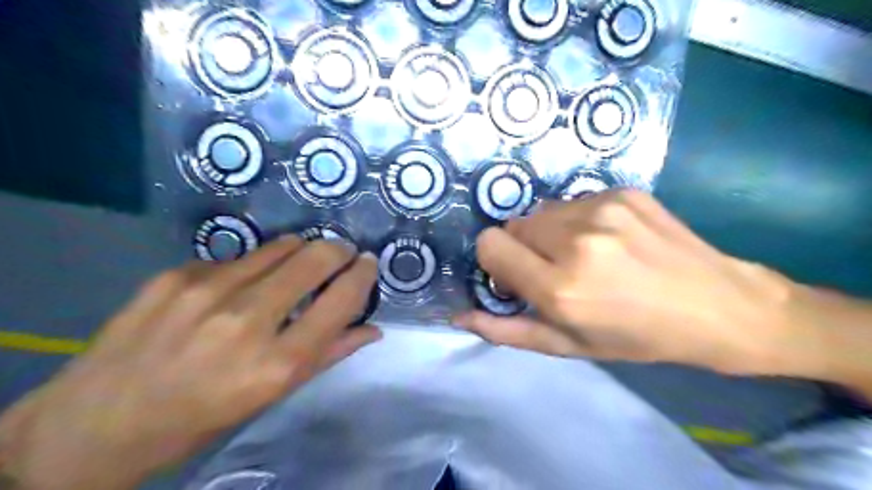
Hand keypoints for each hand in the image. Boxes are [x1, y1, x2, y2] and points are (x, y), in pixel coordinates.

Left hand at [1, 236, 382, 486]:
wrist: (96, 423)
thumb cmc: (200, 419)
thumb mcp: (271, 396)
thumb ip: (327, 355)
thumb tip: (372, 329)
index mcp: (276, 363)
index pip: (341, 300)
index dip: (363, 274)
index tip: (368, 263)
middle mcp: (246, 320)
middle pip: (315, 258)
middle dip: (338, 250)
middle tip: (341, 254)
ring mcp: (207, 291)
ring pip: (280, 246)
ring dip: (300, 250)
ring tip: (298, 262)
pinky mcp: (176, 274)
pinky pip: (237, 258)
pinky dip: (253, 265)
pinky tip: (238, 285)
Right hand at [453, 190, 822, 375]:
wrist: (716, 305)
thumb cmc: (636, 336)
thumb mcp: (568, 346)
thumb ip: (506, 330)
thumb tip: (460, 314)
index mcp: (560, 287)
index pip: (490, 245)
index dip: (497, 261)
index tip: (519, 276)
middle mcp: (576, 241)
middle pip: (513, 225)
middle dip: (524, 248)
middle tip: (556, 269)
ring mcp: (602, 209)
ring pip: (542, 211)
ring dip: (550, 233)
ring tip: (587, 254)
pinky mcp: (622, 191)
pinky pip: (573, 201)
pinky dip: (578, 220)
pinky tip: (610, 239)